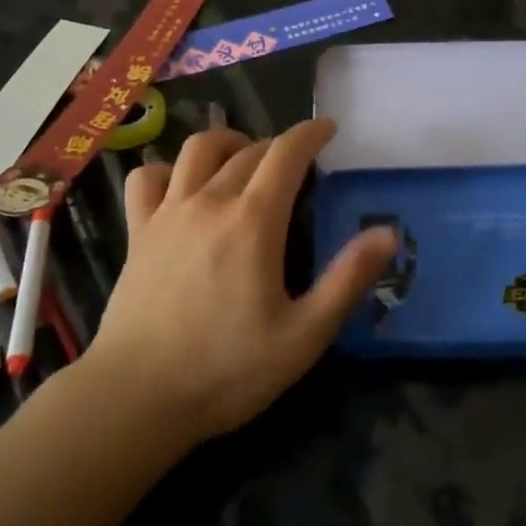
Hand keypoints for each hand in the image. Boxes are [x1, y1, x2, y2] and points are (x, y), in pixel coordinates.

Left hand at [85, 118, 395, 442]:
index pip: (286, 154)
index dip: (310, 134)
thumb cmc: (227, 370)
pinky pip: (146, 178)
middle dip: (278, 147)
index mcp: (253, 221)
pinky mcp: (137, 232)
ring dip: (227, 143)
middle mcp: (209, 202)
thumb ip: (347, 280)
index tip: (328, 128)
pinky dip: (166, 169)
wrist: (137, 397)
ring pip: (196, 150)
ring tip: (243, 158)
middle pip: (247, 151)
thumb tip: (388, 233)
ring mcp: (167, 213)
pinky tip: (180, 186)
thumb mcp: (304, 335)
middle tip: (296, 166)